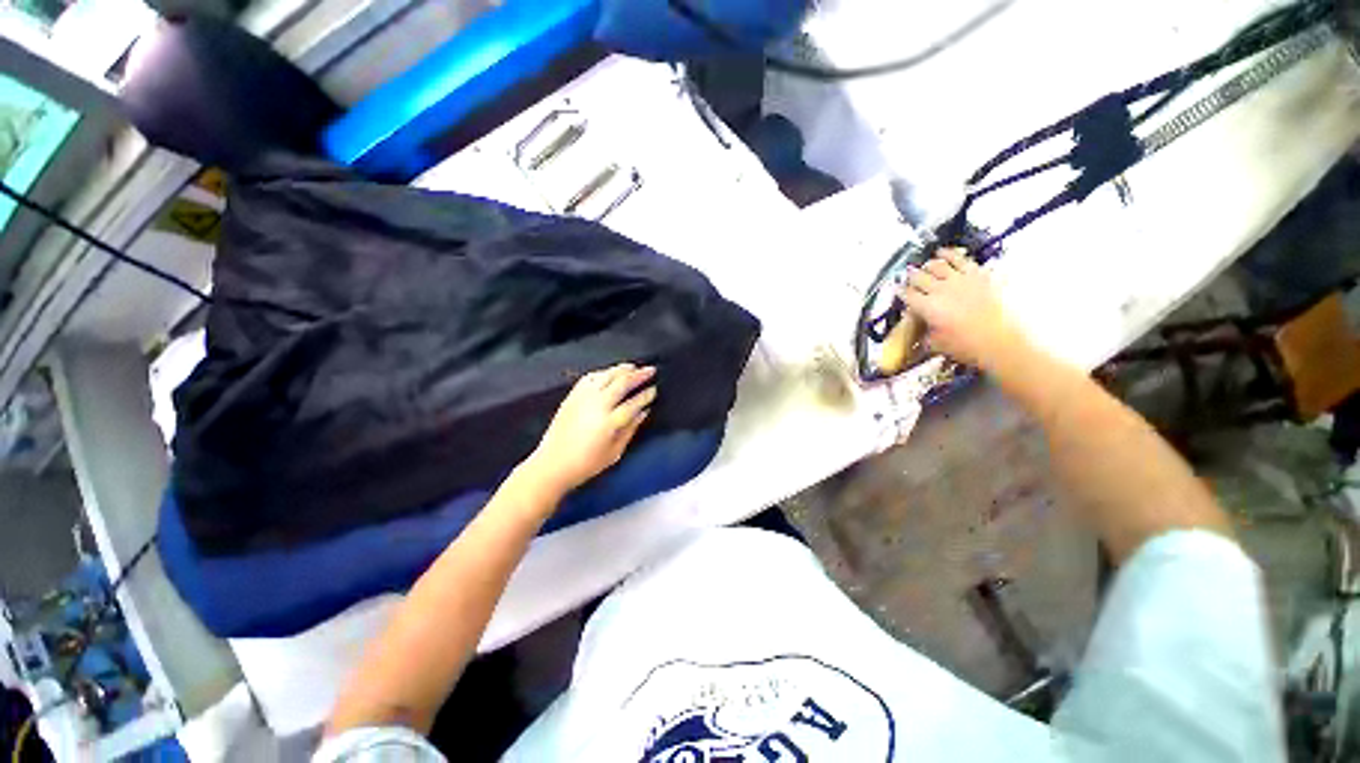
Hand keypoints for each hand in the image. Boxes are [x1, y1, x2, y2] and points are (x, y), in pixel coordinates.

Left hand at [524, 364, 656, 495]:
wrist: (552, 464)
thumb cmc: (587, 464)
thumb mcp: (615, 453)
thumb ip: (631, 430)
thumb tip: (644, 412)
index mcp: (609, 422)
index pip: (633, 403)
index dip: (646, 395)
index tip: (654, 390)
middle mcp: (597, 405)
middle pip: (621, 383)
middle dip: (638, 375)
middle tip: (650, 370)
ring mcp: (583, 398)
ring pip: (606, 376)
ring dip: (621, 369)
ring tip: (633, 366)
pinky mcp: (572, 396)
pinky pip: (589, 378)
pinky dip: (602, 373)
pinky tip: (609, 373)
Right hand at [901, 248, 1024, 368]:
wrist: (1002, 341)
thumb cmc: (968, 346)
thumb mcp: (937, 345)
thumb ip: (925, 334)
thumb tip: (921, 333)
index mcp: (928, 307)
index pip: (907, 295)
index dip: (901, 292)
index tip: (899, 291)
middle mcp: (940, 290)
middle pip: (919, 277)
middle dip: (911, 277)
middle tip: (909, 276)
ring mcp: (960, 280)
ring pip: (937, 265)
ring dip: (928, 265)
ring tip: (925, 264)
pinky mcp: (978, 275)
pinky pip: (961, 259)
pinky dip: (950, 254)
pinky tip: (944, 253)